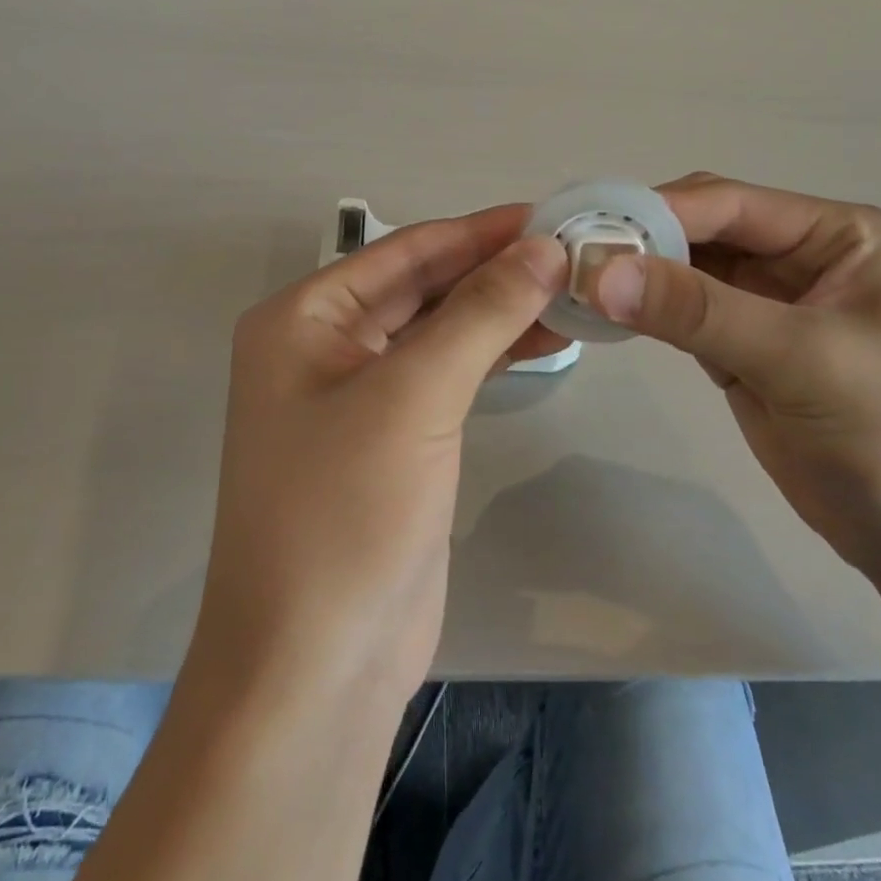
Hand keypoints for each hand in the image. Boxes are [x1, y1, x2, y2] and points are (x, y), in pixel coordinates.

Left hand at [191, 206, 566, 708]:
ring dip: (502, 310)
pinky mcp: (396, 439)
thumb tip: (544, 247)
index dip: (480, 230)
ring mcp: (360, 395)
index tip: (552, 214)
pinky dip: (494, 353)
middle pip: (424, 286)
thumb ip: (480, 313)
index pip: (406, 250)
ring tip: (576, 289)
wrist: (317, 666)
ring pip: (441, 330)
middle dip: (495, 269)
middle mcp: (325, 345)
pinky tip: (547, 337)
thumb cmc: (344, 513)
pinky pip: (449, 375)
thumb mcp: (413, 396)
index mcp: (304, 318)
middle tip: (577, 249)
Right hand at [589, 173, 880, 573]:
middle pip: (702, 229)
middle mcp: (799, 255)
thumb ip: (700, 311)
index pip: (731, 203)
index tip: (587, 229)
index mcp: (837, 234)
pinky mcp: (742, 346)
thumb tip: (600, 271)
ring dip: (635, 275)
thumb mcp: (800, 360)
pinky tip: (601, 313)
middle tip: (569, 255)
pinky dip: (643, 311)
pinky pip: (681, 313)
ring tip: (572, 281)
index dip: (657, 210)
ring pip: (686, 270)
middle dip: (640, 240)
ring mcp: (767, 302)